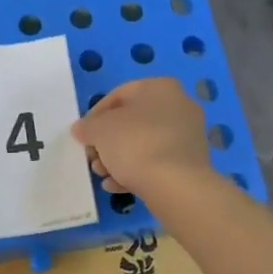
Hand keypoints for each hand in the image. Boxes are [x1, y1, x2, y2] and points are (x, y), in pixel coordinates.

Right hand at [71, 77, 210, 198]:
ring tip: (102, 174)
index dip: (95, 115)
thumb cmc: (135, 144)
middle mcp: (179, 106)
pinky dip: (136, 171)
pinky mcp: (191, 163)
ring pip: (144, 144)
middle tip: (92, 158)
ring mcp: (188, 136)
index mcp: (160, 87)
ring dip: (118, 158)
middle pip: (132, 122)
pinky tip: (117, 185)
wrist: (176, 185)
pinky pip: (157, 162)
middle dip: (107, 141)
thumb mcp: (99, 130)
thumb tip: (81, 129)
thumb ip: (87, 126)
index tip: (84, 134)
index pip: (118, 95)